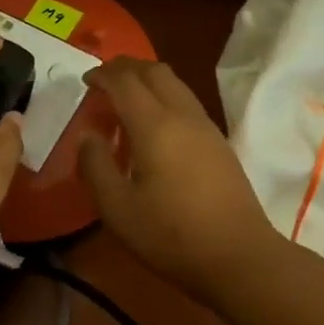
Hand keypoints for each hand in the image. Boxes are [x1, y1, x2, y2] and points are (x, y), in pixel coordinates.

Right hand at [79, 57, 287, 304]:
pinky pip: (186, 102)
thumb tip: (87, 135)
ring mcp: (206, 128)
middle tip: (103, 79)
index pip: (125, 82)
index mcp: (155, 126)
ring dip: (147, 80)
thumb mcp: (117, 208)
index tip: (85, 81)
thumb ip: (95, 166)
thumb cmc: (171, 235)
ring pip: (175, 84)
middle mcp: (183, 116)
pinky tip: (153, 126)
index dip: (102, 75)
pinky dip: (163, 97)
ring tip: (126, 98)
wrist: (239, 257)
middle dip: (126, 67)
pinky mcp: (220, 144)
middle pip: (155, 72)